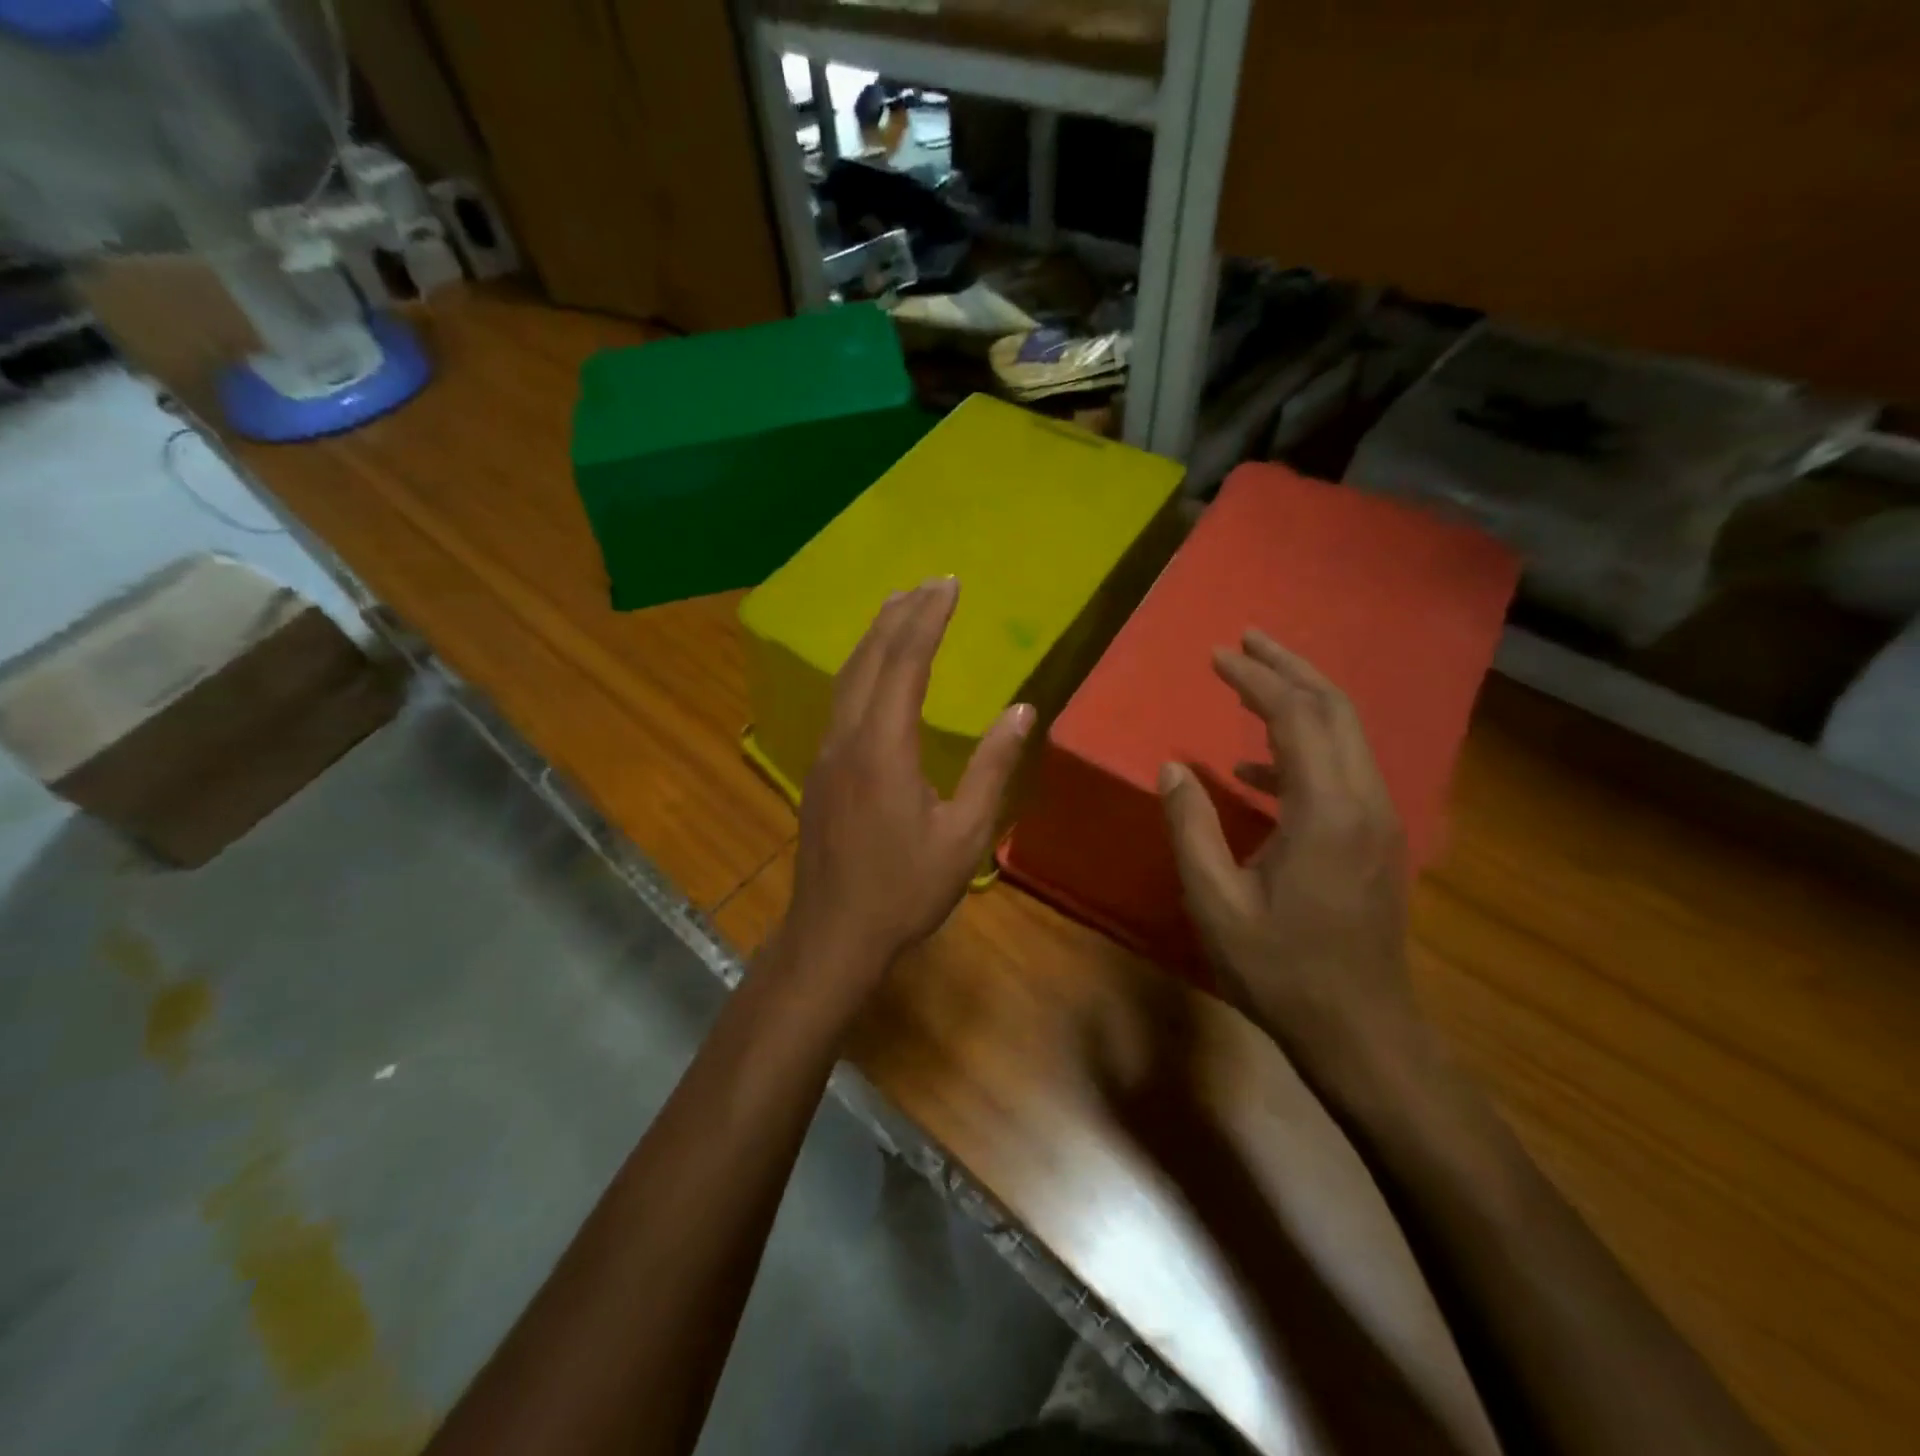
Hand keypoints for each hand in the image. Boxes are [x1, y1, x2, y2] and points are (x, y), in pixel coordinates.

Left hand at [777, 578, 1033, 997]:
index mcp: (884, 747)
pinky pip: (840, 700)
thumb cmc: (905, 890)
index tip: (949, 584)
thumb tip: (1021, 710)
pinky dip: (862, 669)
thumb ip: (992, 768)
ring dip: (874, 638)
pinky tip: (874, 672)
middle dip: (900, 615)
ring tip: (898, 607)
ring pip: (847, 677)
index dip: (928, 619)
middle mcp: (848, 737)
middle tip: (928, 583)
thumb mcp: (965, 836)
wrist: (833, 934)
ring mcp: (826, 753)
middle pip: (870, 659)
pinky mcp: (818, 771)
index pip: (906, 663)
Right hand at [1158, 629, 1418, 1087]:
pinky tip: (1257, 770)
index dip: (1255, 680)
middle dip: (1288, 668)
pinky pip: (1343, 769)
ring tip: (1254, 679)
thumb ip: (1191, 827)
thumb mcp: (1215, 903)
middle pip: (1334, 708)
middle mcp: (1364, 800)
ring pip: (1346, 733)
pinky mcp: (1376, 838)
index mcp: (1326, 810)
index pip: (1295, 718)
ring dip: (1302, 699)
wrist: (1361, 1030)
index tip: (1217, 655)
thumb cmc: (1281, 970)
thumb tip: (1172, 767)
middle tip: (1246, 640)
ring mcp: (1379, 818)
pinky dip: (1302, 750)